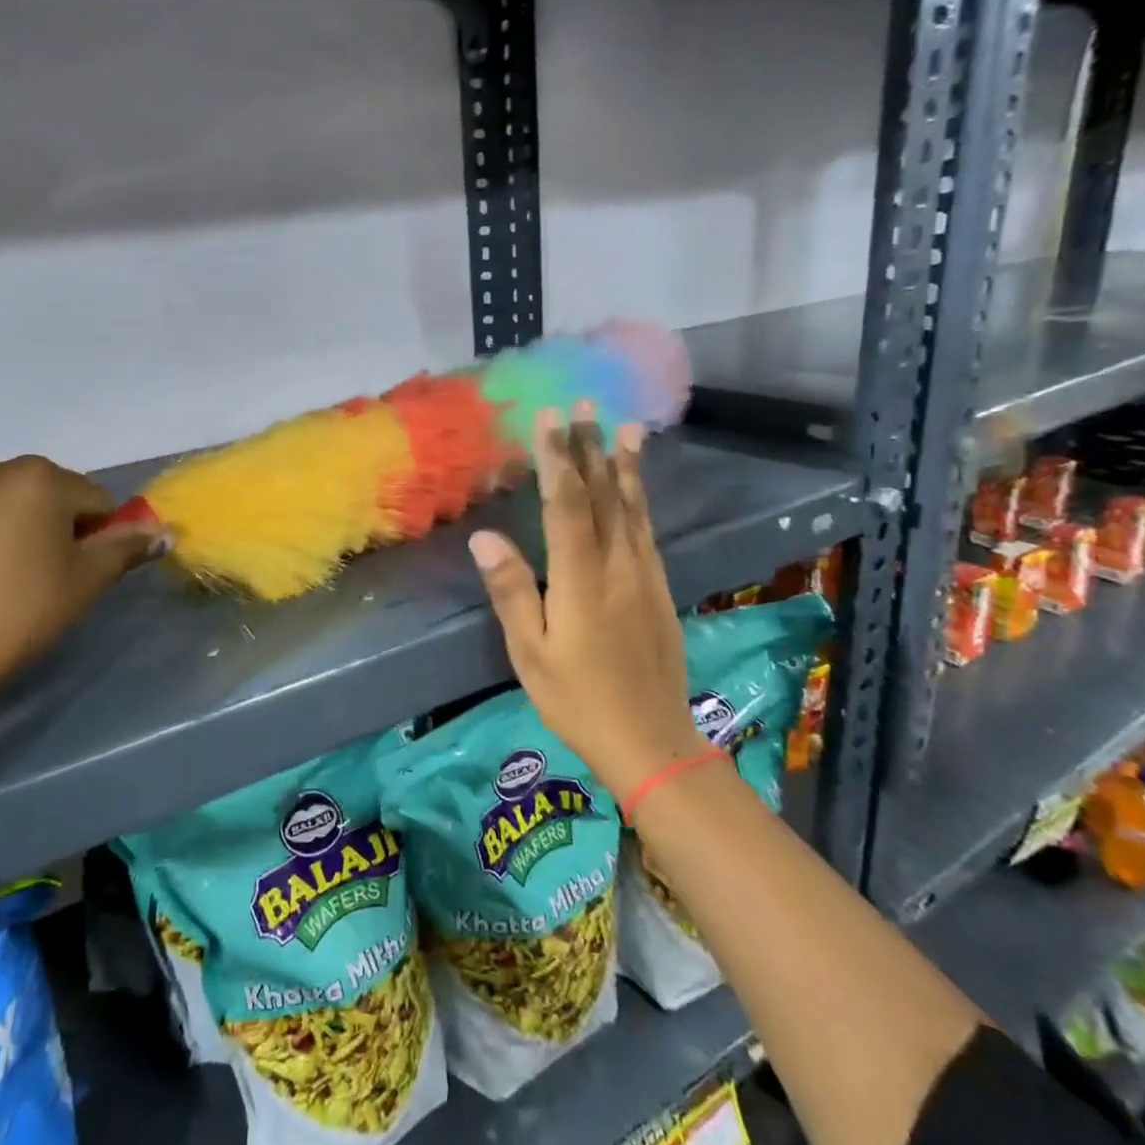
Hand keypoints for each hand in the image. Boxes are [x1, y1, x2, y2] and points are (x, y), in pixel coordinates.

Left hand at [0, 456, 164, 724]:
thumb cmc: (11, 612)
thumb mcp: (83, 584)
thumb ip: (126, 550)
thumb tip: (166, 531)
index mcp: (39, 478)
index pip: (98, 501)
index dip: (102, 539)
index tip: (84, 578)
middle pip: (46, 499)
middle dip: (56, 533)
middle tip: (45, 586)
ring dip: (10, 540)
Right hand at [468, 404, 702, 804]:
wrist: (651, 740)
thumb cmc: (579, 700)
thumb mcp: (531, 654)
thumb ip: (512, 592)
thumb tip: (485, 538)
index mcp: (582, 580)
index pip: (567, 506)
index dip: (557, 459)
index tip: (549, 418)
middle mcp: (618, 566)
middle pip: (604, 496)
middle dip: (591, 447)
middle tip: (585, 404)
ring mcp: (644, 576)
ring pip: (633, 509)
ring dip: (624, 465)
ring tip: (625, 427)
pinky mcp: (659, 589)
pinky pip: (647, 530)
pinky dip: (640, 499)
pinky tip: (637, 487)